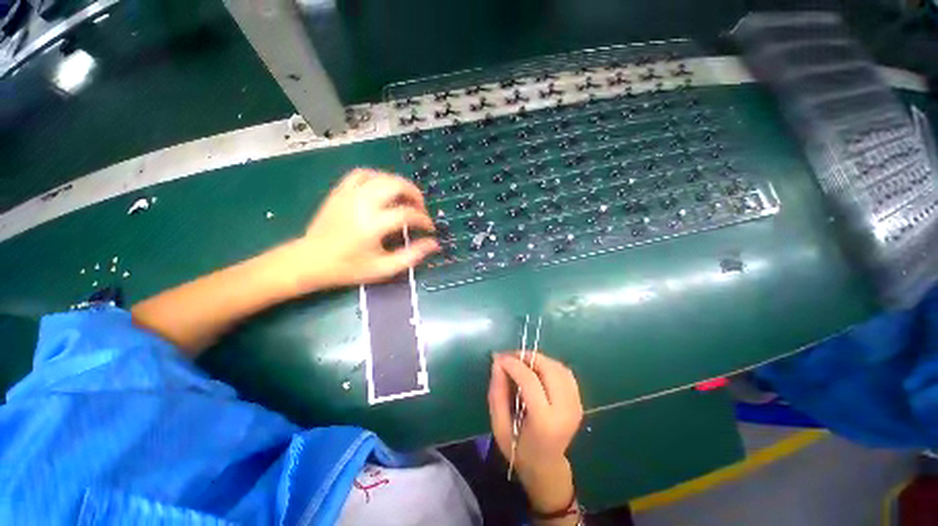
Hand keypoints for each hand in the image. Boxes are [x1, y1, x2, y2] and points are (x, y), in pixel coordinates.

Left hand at [286, 168, 439, 291]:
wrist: (310, 260)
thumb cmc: (348, 268)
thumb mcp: (383, 269)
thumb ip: (412, 256)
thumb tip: (434, 244)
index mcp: (373, 225)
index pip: (407, 214)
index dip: (424, 220)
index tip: (429, 229)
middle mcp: (362, 204)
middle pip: (396, 185)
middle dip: (415, 195)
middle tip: (420, 209)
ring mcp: (349, 194)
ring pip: (381, 176)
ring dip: (399, 185)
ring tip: (406, 199)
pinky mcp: (340, 191)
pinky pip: (362, 174)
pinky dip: (378, 177)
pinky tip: (383, 189)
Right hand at [488, 353, 582, 510]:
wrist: (547, 467)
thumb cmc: (518, 449)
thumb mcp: (499, 426)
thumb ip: (497, 393)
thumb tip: (497, 362)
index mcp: (545, 422)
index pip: (530, 381)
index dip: (513, 364)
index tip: (499, 358)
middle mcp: (565, 411)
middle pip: (548, 369)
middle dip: (527, 357)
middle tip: (510, 357)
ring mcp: (576, 405)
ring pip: (558, 367)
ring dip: (538, 359)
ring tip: (521, 362)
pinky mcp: (579, 401)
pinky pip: (565, 372)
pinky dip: (550, 365)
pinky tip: (537, 370)